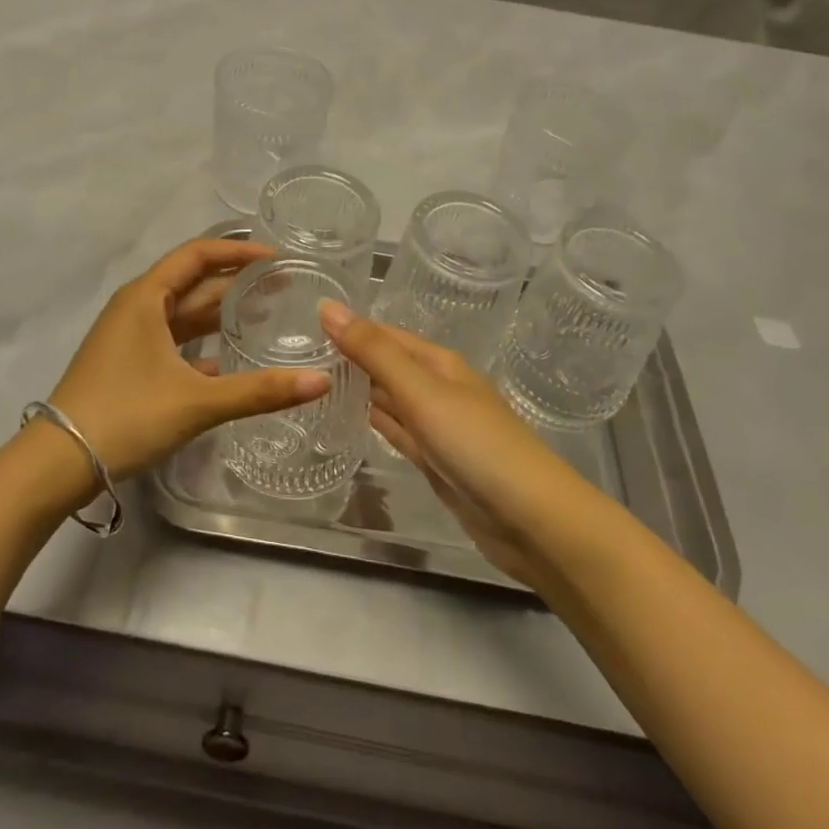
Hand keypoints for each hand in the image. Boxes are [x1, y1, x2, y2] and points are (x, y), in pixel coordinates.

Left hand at [45, 239, 331, 484]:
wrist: (56, 462)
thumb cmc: (125, 415)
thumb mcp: (196, 401)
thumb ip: (259, 391)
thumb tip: (320, 381)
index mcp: (147, 297)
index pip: (198, 255)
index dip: (238, 251)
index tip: (276, 257)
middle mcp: (137, 306)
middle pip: (193, 282)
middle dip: (236, 281)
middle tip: (283, 286)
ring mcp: (129, 335)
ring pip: (183, 312)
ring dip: (220, 312)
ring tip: (265, 314)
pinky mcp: (127, 362)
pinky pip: (172, 339)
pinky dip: (201, 343)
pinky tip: (230, 359)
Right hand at [320, 301, 587, 584]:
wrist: (532, 521)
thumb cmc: (476, 444)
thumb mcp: (421, 391)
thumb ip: (373, 351)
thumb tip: (327, 306)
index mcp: (438, 363)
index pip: (384, 335)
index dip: (349, 327)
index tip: (303, 324)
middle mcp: (438, 388)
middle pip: (387, 365)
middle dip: (349, 357)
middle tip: (296, 353)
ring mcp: (438, 427)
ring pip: (390, 399)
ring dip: (358, 389)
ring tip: (312, 381)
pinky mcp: (436, 462)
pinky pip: (397, 432)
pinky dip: (374, 422)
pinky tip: (349, 419)